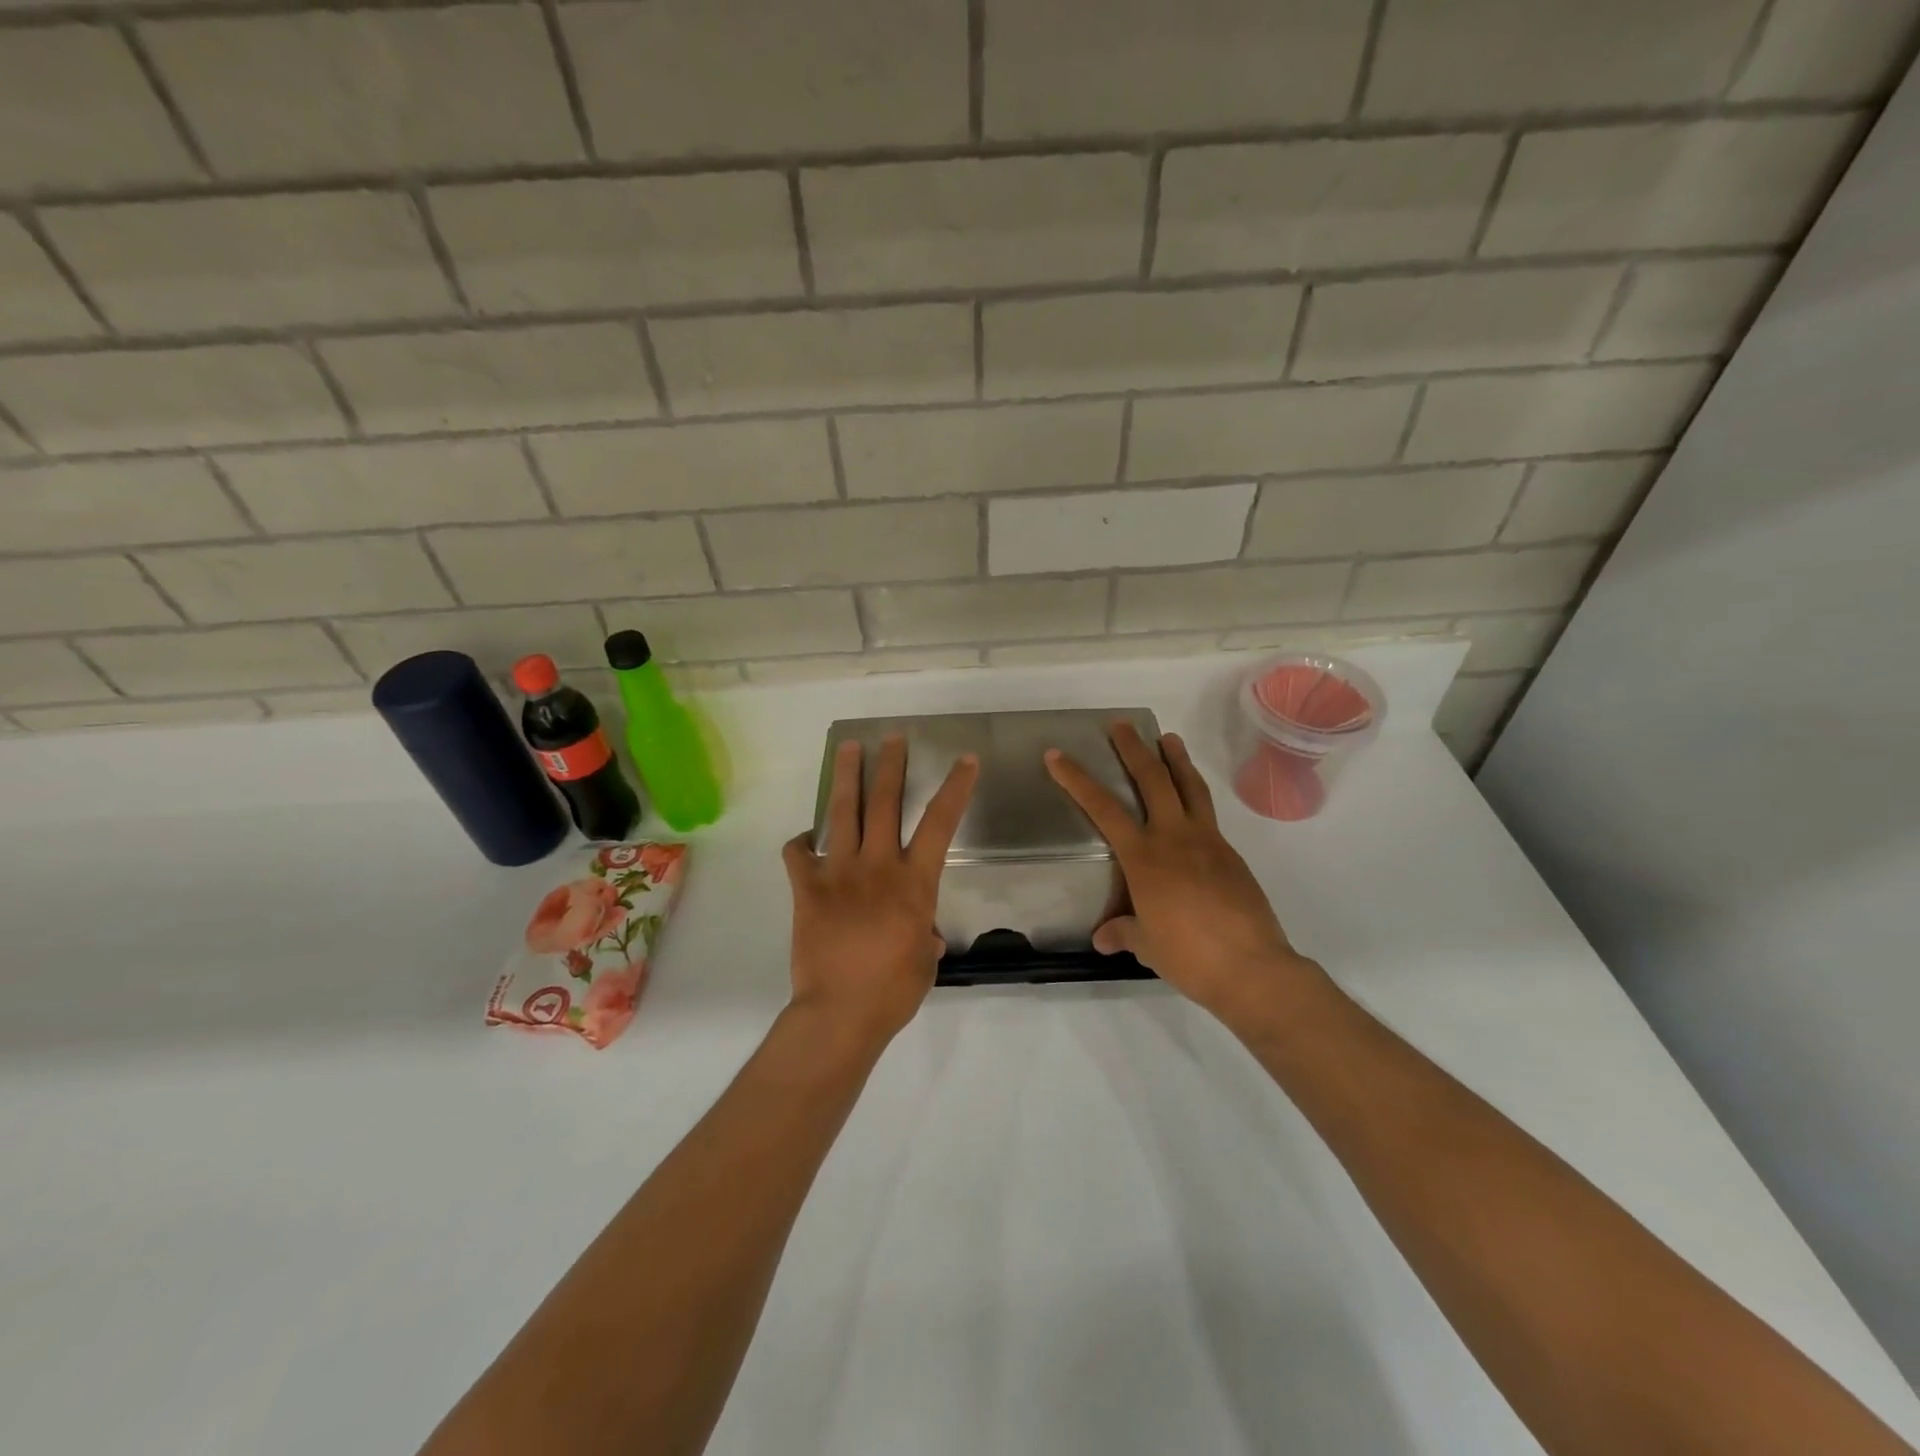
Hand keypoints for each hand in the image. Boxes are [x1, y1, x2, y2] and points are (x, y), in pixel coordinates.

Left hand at [783, 736, 978, 1046]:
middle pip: (886, 802)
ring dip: (847, 777)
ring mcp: (838, 873)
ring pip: (844, 812)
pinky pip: (798, 853)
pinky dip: (802, 842)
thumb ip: (924, 935)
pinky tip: (806, 840)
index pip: (940, 823)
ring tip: (848, 749)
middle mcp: (878, 866)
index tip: (965, 759)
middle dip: (891, 765)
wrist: (840, 1012)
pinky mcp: (807, 888)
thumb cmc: (894, 990)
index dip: (955, 787)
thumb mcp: (925, 960)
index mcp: (914, 881)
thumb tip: (924, 933)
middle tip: (893, 738)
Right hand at [1045, 722, 1318, 1028]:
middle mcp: (1175, 838)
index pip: (1103, 808)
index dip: (1077, 779)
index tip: (1057, 755)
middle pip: (1153, 780)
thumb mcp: (1146, 945)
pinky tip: (1191, 804)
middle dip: (1133, 749)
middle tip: (1121, 725)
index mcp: (1145, 857)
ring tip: (1169, 738)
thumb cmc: (1188, 956)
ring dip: (1176, 759)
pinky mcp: (1231, 855)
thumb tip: (1103, 938)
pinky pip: (1208, 814)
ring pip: (1190, 787)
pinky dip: (1196, 796)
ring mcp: (1208, 842)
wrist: (1252, 968)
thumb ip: (1123, 933)